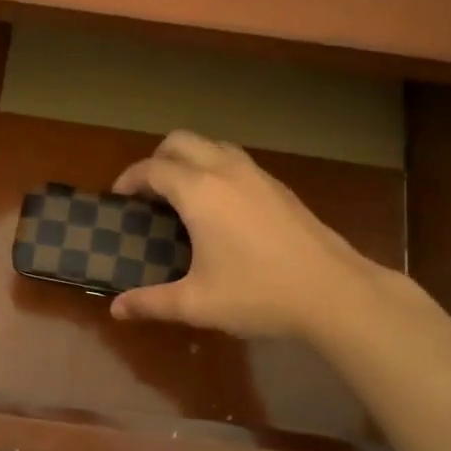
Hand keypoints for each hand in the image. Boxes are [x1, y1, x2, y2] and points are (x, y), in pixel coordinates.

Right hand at [109, 132, 389, 340]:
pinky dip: (216, 169)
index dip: (130, 179)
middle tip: (148, 193)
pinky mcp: (279, 187)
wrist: (333, 292)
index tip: (119, 198)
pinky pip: (236, 161)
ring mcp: (257, 175)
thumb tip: (117, 309)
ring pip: (212, 145)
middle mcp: (225, 171)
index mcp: (199, 191)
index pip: (153, 168)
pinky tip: (221, 208)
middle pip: (181, 141)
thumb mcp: (197, 303)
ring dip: (190, 159)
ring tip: (182, 196)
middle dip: (157, 159)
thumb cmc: (258, 294)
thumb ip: (151, 303)